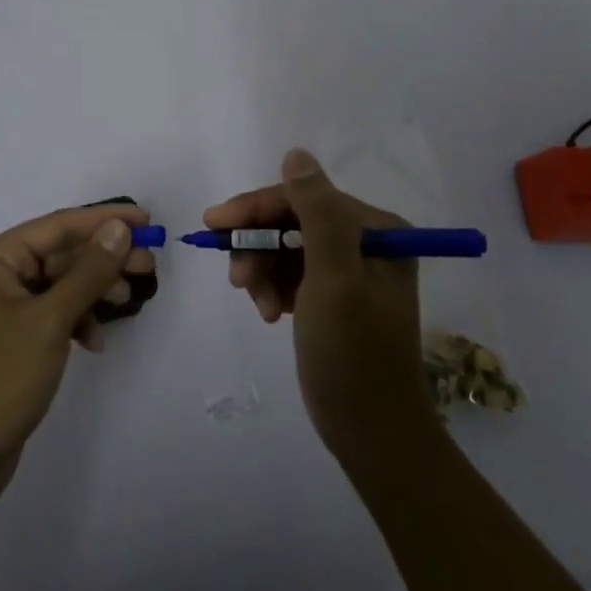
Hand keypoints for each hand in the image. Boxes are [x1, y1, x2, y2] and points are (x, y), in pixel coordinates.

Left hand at [0, 203, 153, 511]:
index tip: (146, 220)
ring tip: (130, 300)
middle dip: (104, 258)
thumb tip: (119, 227)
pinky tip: (96, 340)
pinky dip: (77, 320)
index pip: (57, 226)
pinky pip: (52, 314)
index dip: (103, 220)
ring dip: (95, 289)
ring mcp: (1, 310)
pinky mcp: (10, 341)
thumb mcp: (49, 320)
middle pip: (60, 254)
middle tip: (148, 264)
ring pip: (59, 284)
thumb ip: (88, 271)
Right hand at [207, 150, 437, 472]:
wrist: (372, 435)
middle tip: (236, 278)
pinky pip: (291, 274)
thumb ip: (317, 214)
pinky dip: (273, 288)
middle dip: (258, 246)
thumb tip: (296, 154)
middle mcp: (366, 243)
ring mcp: (349, 270)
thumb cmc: (353, 356)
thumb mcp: (333, 280)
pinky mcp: (334, 296)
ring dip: (263, 271)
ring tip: (257, 305)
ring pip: (286, 248)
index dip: (257, 208)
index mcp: (377, 231)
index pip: (304, 198)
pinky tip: (269, 313)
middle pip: (292, 222)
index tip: (214, 224)